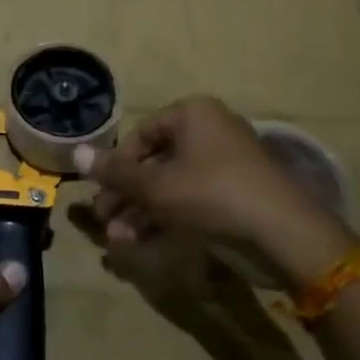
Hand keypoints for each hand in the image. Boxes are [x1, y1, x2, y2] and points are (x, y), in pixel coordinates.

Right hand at [77, 96, 357, 291]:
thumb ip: (115, 173)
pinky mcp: (239, 195)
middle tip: (105, 221)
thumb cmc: (213, 195)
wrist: (285, 234)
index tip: (101, 192)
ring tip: (121, 241)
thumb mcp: (157, 186)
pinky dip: (169, 219)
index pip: (141, 133)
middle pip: (155, 161)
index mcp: (193, 115)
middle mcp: (211, 131)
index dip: (117, 164)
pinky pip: (194, 200)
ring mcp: (228, 164)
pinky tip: (146, 245)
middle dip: (127, 195)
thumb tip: (74, 153)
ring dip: (143, 212)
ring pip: (172, 185)